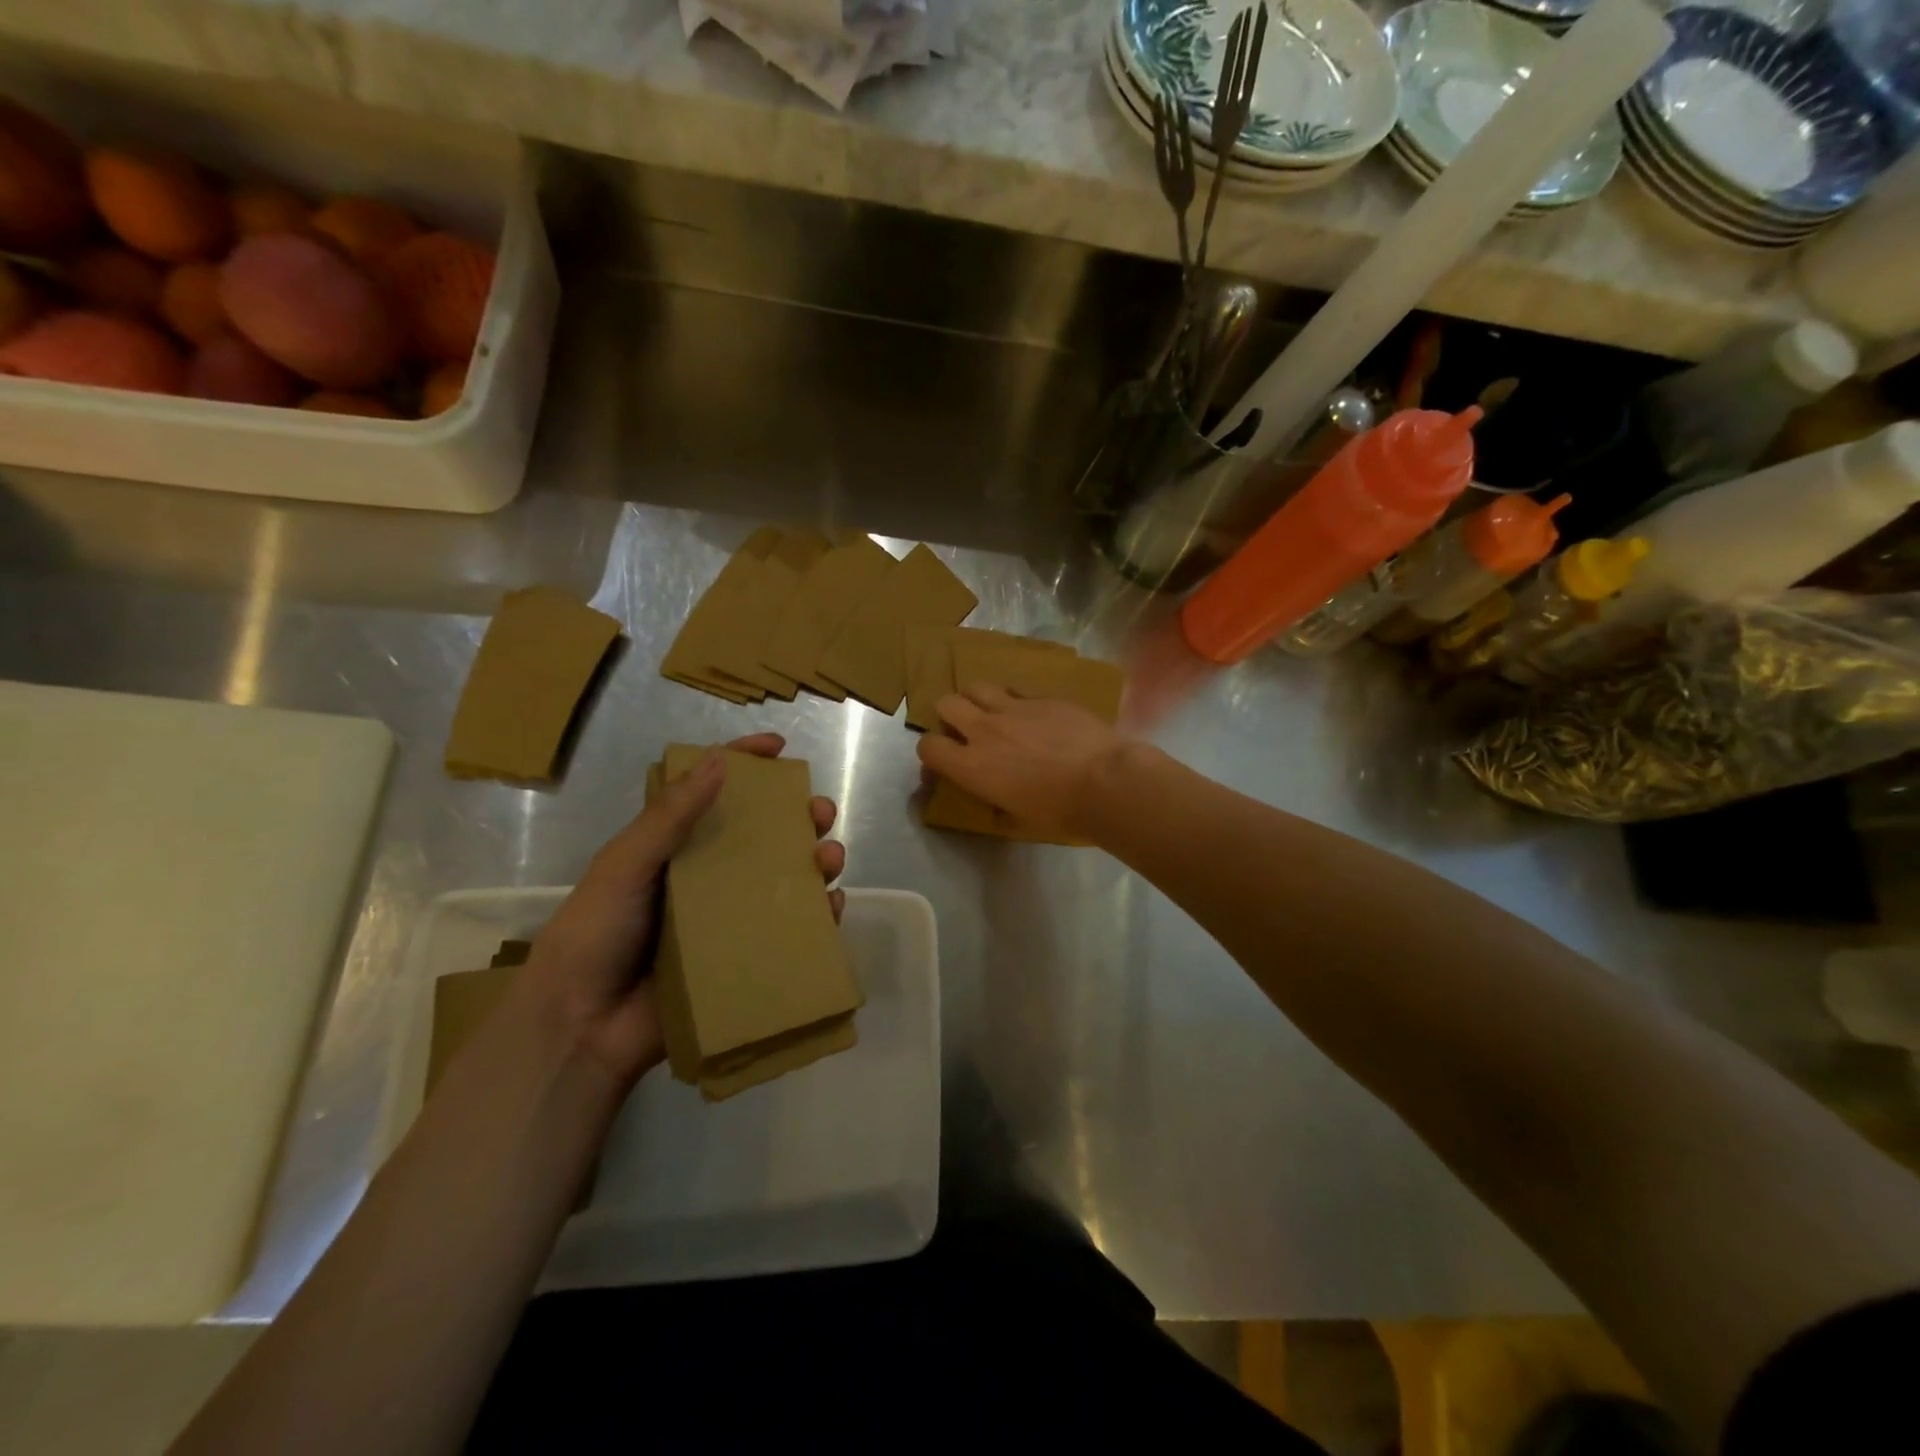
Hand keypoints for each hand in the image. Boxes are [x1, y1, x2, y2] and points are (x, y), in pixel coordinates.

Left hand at [526, 733, 844, 1089]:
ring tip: (828, 859)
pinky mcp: (744, 956)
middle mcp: (708, 875)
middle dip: (798, 816)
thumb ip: (669, 815)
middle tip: (818, 813)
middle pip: (763, 835)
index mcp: (675, 846)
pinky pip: (792, 930)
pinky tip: (831, 907)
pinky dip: (819, 915)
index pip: (714, 791)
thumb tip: (719, 761)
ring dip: (816, 861)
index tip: (779, 747)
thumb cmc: (595, 934)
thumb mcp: (624, 864)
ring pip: (786, 878)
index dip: (746, 762)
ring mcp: (729, 917)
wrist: (582, 1027)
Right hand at [916, 683, 1130, 841]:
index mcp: (972, 766)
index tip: (946, 761)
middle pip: (946, 703)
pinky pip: (1017, 691)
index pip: (928, 746)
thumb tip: (993, 803)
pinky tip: (1034, 717)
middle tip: (967, 730)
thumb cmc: (1062, 813)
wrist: (1107, 782)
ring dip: (978, 699)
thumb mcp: (1019, 822)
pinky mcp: (1044, 697)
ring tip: (994, 714)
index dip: (932, 753)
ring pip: (977, 686)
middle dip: (949, 715)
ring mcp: (1014, 708)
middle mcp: (985, 730)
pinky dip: (1016, 702)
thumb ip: (996, 808)